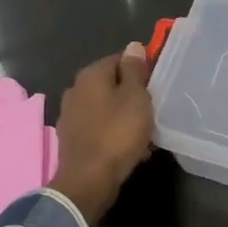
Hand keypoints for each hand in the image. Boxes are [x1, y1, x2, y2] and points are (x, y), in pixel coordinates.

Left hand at [49, 45, 154, 222]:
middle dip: (132, 96)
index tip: (156, 88)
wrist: (89, 180)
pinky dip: (113, 133)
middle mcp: (75, 89)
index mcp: (90, 74)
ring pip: (106, 108)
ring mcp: (70, 115)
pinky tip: (128, 148)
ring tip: (144, 133)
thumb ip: (135, 70)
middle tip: (152, 112)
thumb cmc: (117, 134)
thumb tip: (133, 46)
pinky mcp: (71, 138)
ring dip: (124, 117)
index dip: (141, 71)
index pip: (120, 59)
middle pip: (112, 85)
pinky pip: (99, 128)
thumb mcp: (135, 97)